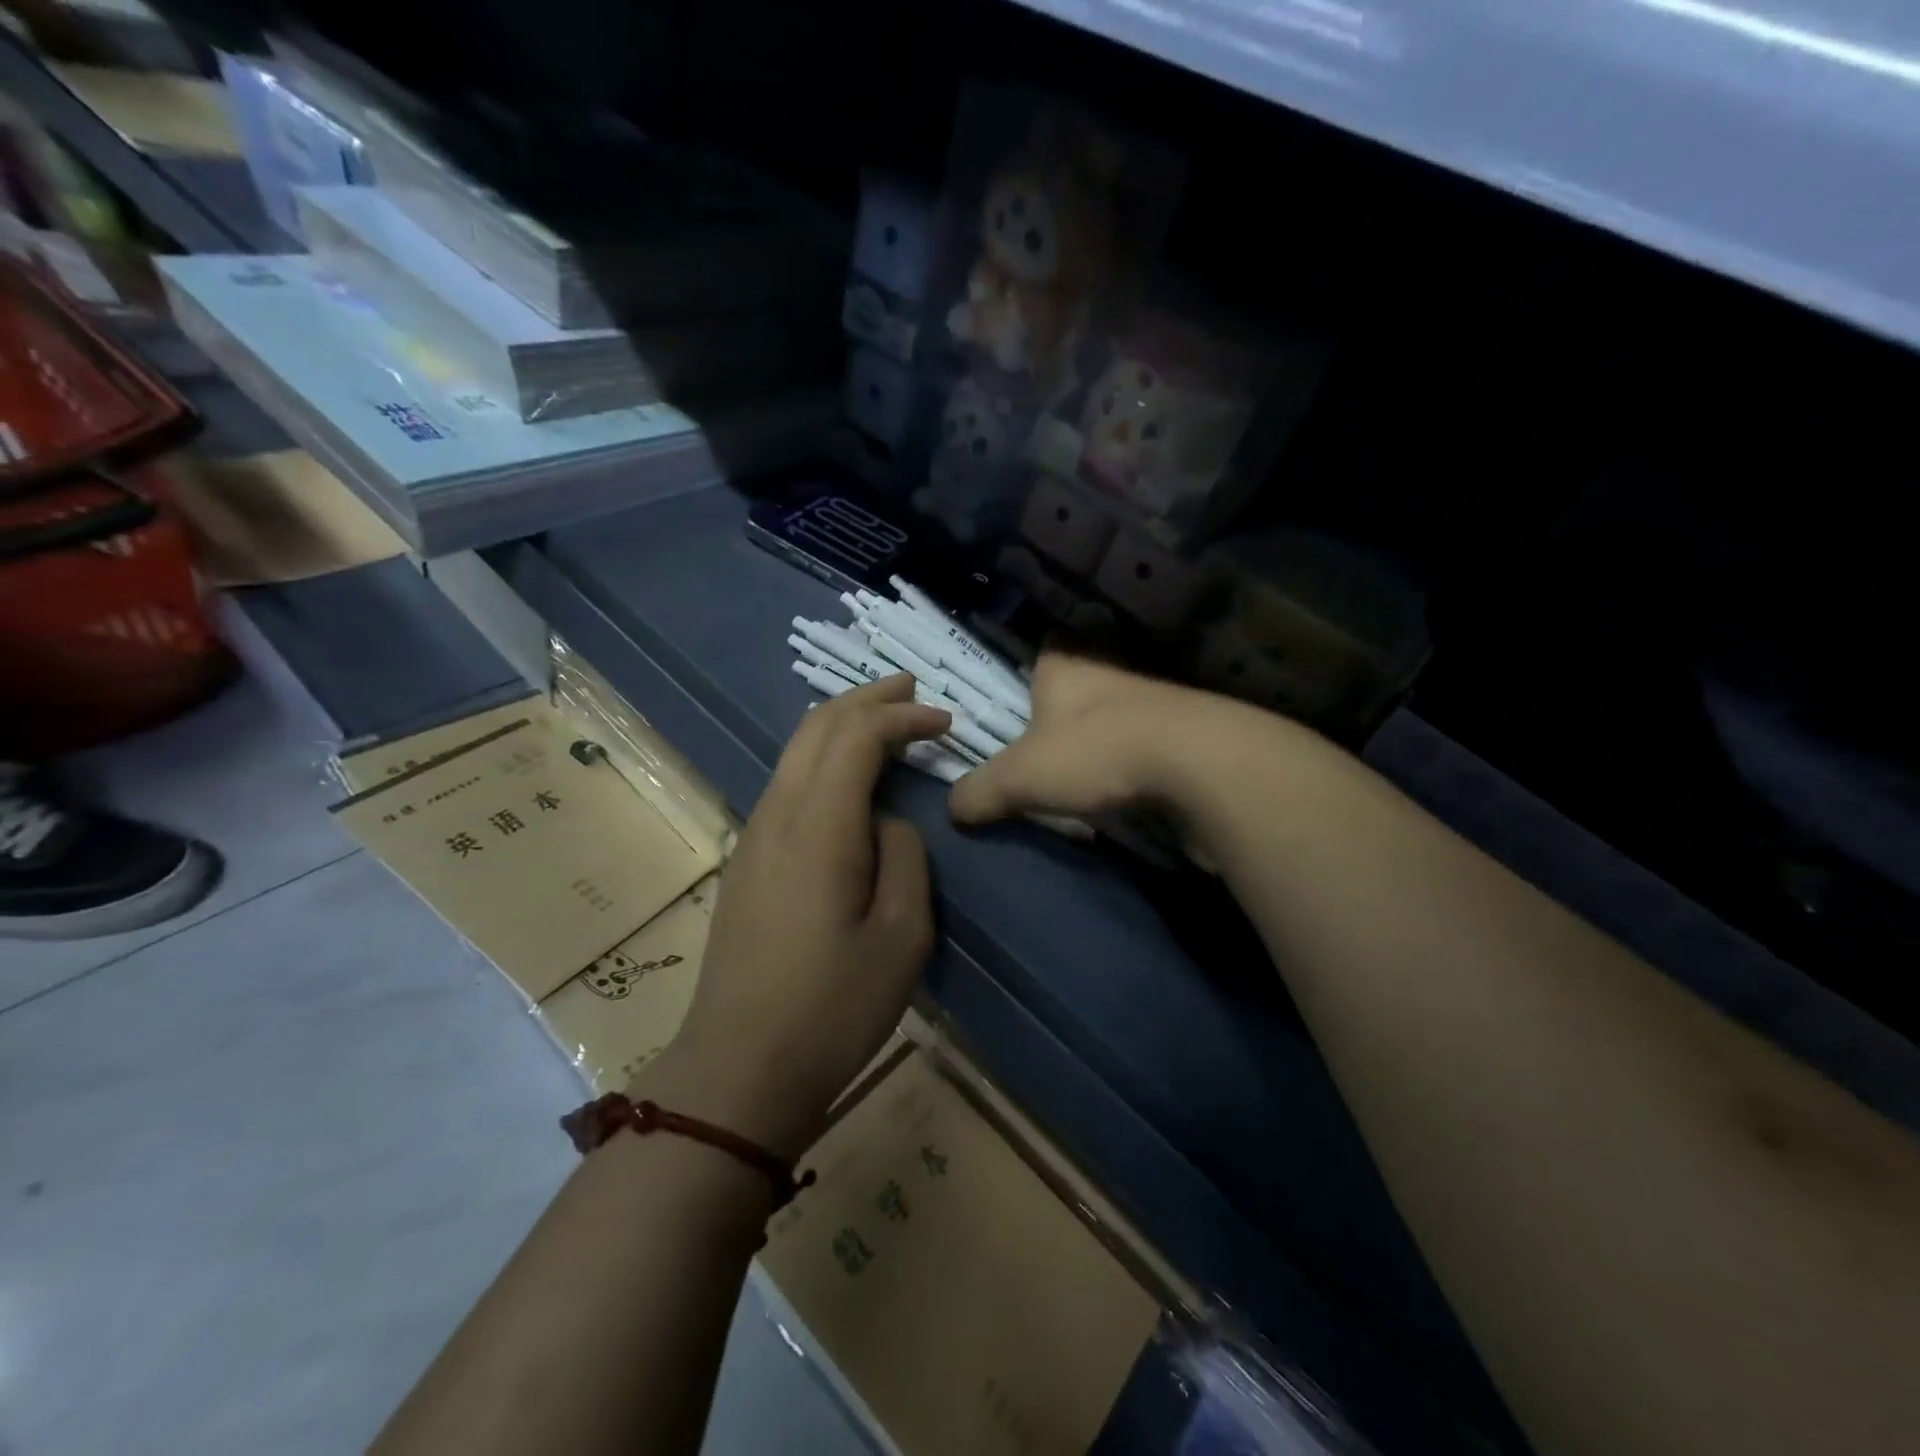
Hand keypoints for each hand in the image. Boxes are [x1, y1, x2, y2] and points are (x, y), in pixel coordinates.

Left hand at [656, 675, 949, 1159]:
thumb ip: (904, 857)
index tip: (944, 722)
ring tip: (884, 719)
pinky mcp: (747, 859)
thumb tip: (886, 821)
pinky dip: (823, 756)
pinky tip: (847, 773)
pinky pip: (787, 782)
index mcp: (818, 826)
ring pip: (796, 751)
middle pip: (817, 726)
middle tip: (911, 690)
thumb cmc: (832, 1006)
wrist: (739, 1067)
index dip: (902, 717)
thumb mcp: (901, 936)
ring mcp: (754, 835)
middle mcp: (778, 814)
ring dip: (841, 724)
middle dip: (866, 699)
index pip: (857, 736)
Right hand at [948, 653, 1197, 826]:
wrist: (1199, 763)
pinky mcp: (1185, 732)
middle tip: (1042, 755)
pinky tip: (1126, 790)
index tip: (1019, 706)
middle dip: (1063, 717)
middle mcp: (1109, 672)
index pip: (1041, 653)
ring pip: (1114, 715)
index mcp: (1064, 665)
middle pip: (1078, 688)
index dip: (1028, 676)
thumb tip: (952, 808)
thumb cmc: (1094, 752)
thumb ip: (979, 791)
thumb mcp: (1019, 778)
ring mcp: (1153, 699)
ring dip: (1102, 742)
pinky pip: (1146, 743)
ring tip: (1082, 780)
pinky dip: (1135, 763)